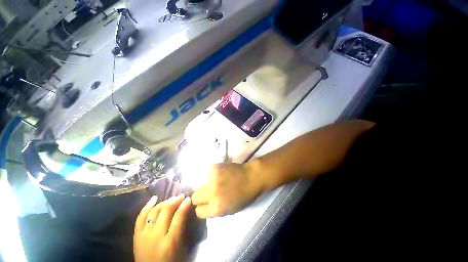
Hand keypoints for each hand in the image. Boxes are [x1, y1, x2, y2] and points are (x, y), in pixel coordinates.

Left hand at [134, 194, 191, 261]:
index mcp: (170, 241)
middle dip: (175, 201)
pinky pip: (140, 217)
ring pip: (154, 212)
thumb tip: (184, 210)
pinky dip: (147, 206)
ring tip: (171, 198)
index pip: (178, 218)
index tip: (188, 198)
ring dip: (164, 202)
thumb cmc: (170, 260)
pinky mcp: (136, 235)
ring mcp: (144, 235)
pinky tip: (154, 199)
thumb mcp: (180, 247)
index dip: (184, 206)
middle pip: (166, 212)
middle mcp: (156, 236)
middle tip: (181, 196)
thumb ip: (181, 228)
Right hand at [191, 162, 263, 217]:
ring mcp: (212, 179)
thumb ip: (215, 209)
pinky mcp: (214, 168)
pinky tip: (219, 173)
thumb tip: (205, 206)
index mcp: (216, 208)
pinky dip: (211, 174)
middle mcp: (212, 194)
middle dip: (200, 196)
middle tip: (208, 192)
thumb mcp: (230, 210)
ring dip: (204, 185)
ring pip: (198, 184)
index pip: (198, 212)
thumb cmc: (244, 195)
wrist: (251, 177)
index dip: (203, 208)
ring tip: (214, 182)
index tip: (206, 204)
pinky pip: (207, 173)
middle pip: (195, 197)